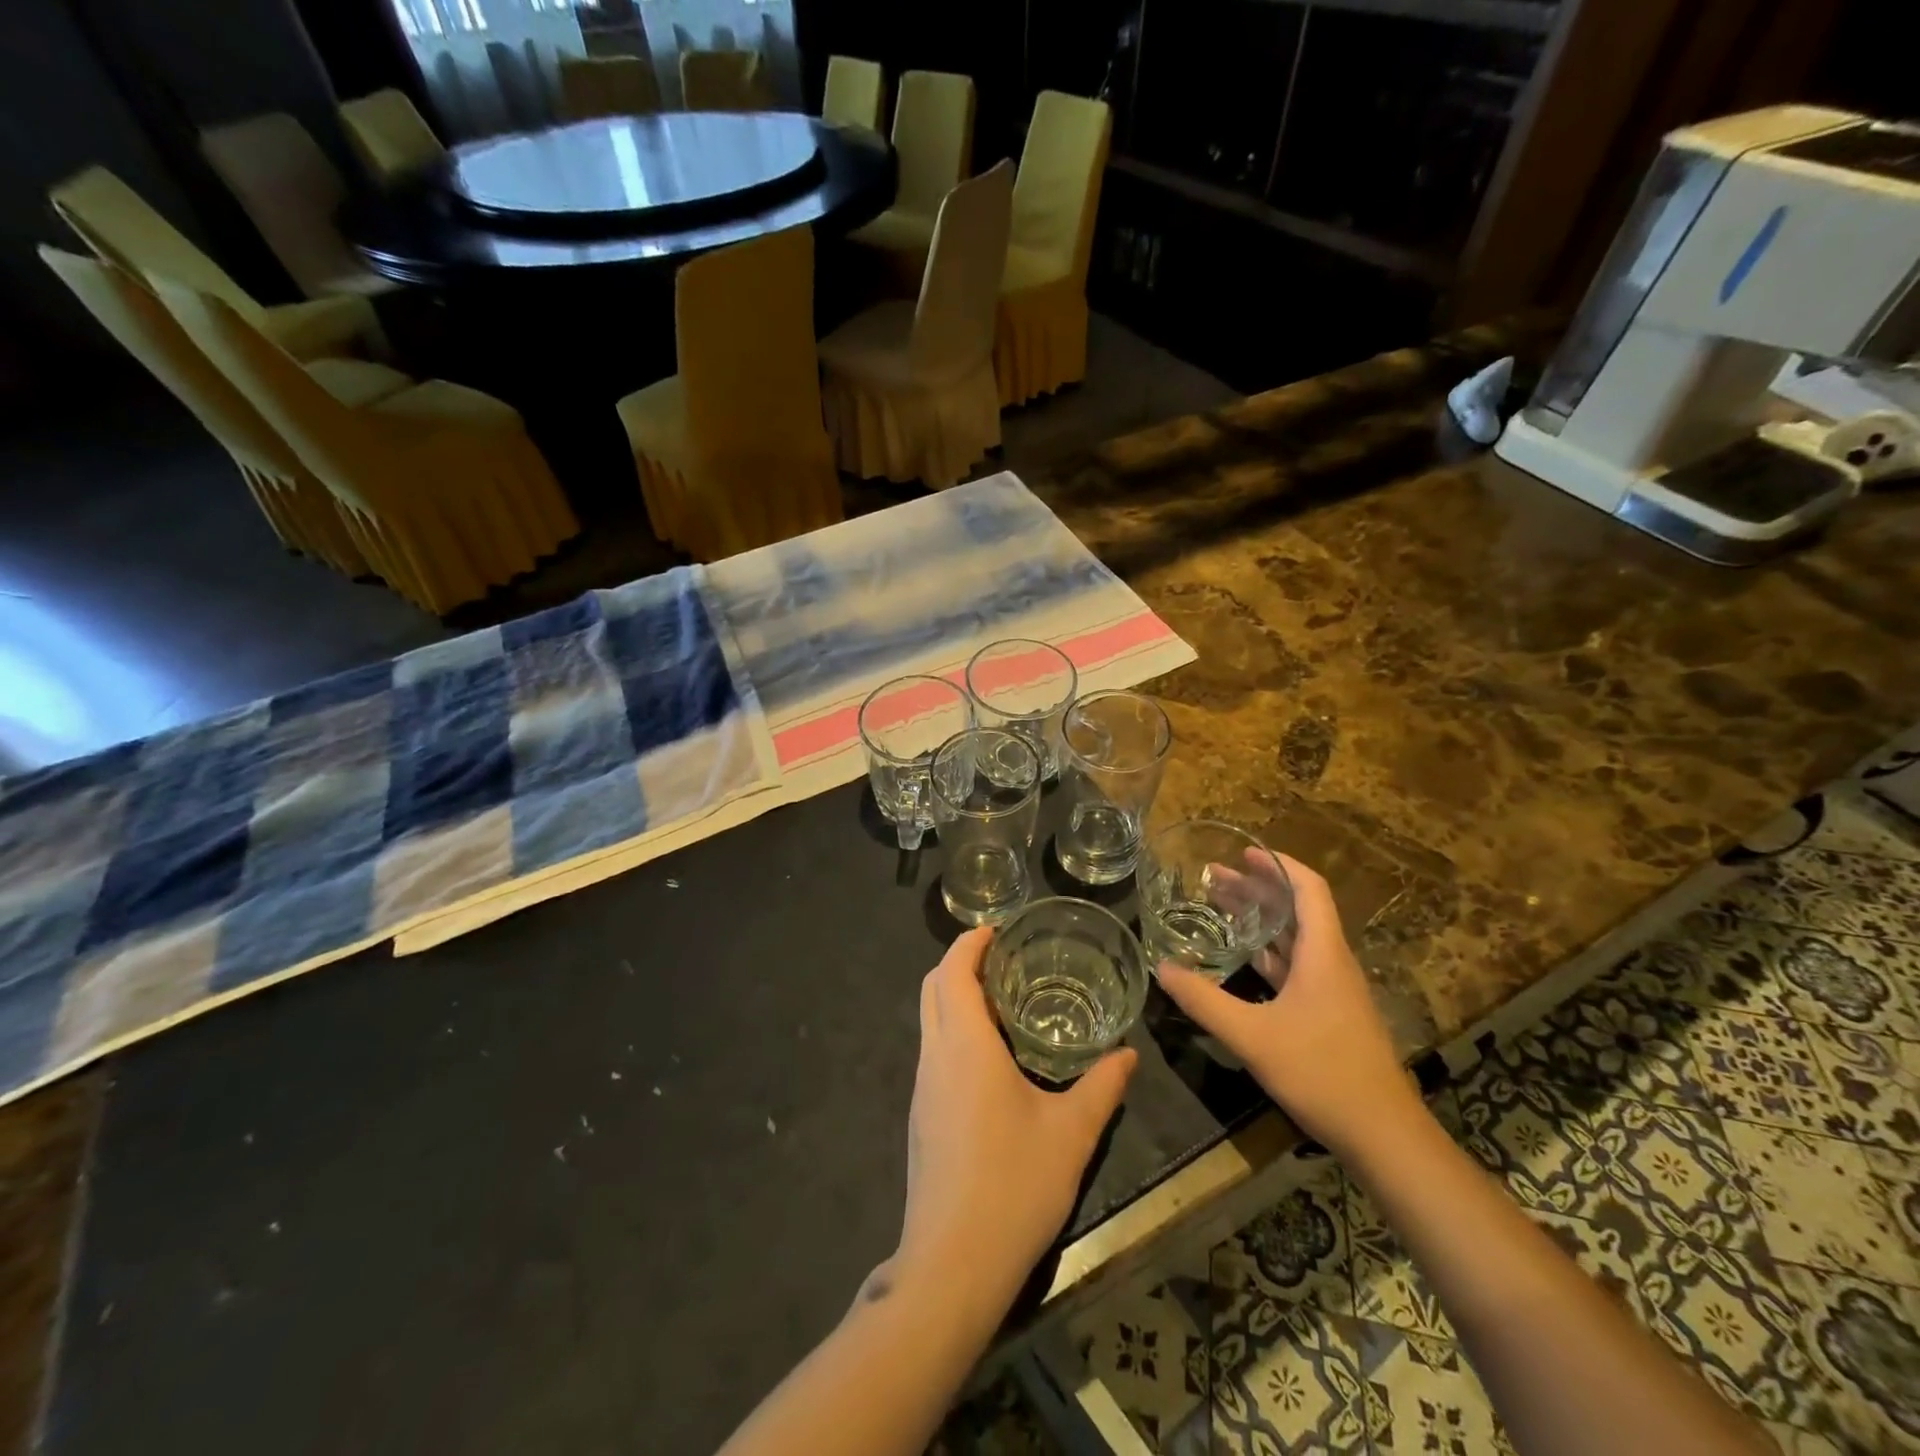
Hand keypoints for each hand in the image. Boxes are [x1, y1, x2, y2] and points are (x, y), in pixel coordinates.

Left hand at [891, 928, 1136, 1311]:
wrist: (952, 1263)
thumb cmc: (1014, 1185)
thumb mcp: (1072, 1134)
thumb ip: (1102, 1088)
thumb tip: (1128, 1055)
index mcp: (965, 1045)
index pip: (953, 971)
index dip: (970, 943)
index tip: (997, 930)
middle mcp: (935, 1055)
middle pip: (932, 987)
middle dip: (960, 962)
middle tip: (1003, 958)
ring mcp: (923, 1087)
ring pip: (929, 1019)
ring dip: (955, 996)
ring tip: (1002, 1000)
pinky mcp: (921, 1115)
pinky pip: (933, 1050)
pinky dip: (954, 1029)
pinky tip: (990, 1056)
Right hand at [1155, 853, 1416, 1154]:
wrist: (1383, 1135)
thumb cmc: (1323, 1073)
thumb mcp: (1253, 1036)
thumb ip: (1204, 1001)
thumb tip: (1161, 968)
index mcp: (1323, 954)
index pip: (1308, 889)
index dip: (1277, 865)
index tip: (1243, 852)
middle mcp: (1331, 963)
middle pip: (1297, 910)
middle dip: (1257, 889)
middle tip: (1213, 878)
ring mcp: (1332, 990)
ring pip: (1295, 939)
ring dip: (1261, 920)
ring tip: (1219, 907)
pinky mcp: (1329, 1013)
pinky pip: (1295, 966)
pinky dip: (1267, 952)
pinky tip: (1241, 958)